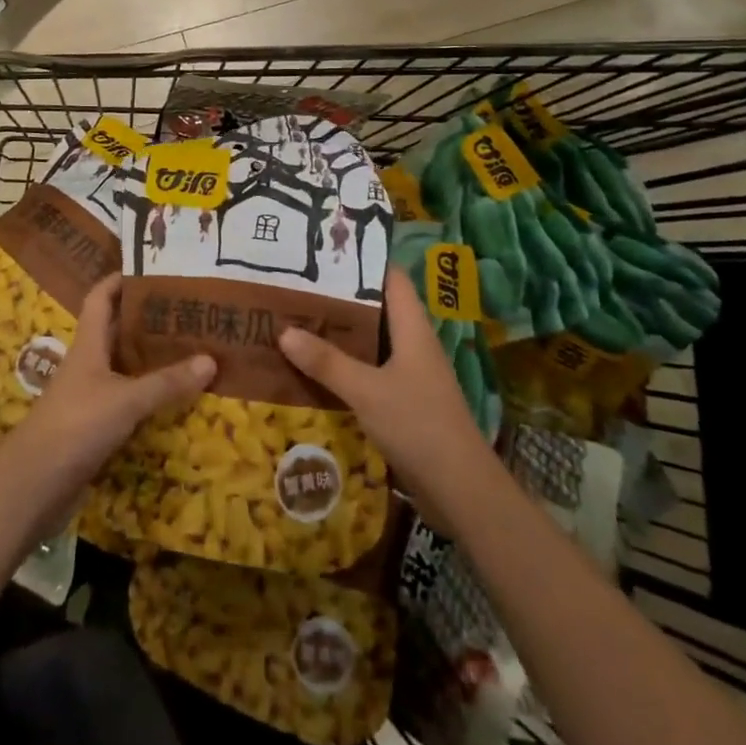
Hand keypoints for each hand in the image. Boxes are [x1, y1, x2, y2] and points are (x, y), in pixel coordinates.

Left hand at [9, 274, 216, 512]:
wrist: (33, 486)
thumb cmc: (76, 426)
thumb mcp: (126, 400)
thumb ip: (167, 382)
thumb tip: (211, 359)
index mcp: (88, 344)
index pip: (101, 297)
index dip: (120, 279)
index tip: (151, 268)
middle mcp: (88, 363)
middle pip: (116, 329)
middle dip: (147, 317)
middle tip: (186, 308)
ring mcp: (89, 395)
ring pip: (124, 365)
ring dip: (150, 357)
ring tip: (190, 346)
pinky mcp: (94, 425)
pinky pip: (127, 398)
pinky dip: (148, 393)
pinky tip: (174, 396)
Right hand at [278, 265, 492, 533]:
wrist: (462, 492)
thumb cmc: (419, 425)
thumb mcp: (366, 390)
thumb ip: (326, 362)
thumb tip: (284, 331)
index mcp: (412, 329)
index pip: (391, 278)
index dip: (363, 261)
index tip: (325, 252)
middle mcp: (413, 345)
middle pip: (376, 309)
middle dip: (339, 299)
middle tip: (297, 286)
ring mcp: (410, 376)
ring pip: (370, 343)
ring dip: (339, 335)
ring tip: (296, 322)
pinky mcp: (404, 403)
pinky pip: (369, 373)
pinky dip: (344, 367)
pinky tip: (314, 371)